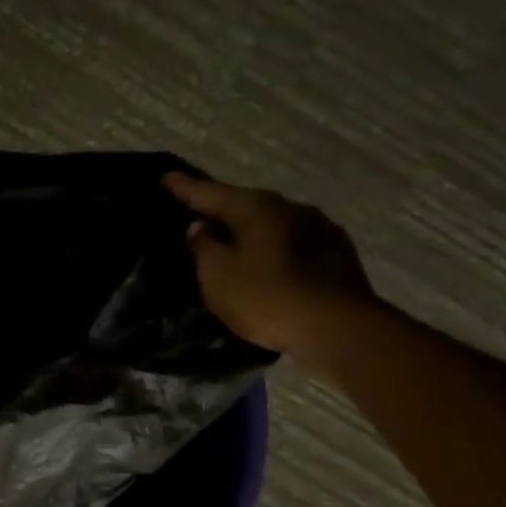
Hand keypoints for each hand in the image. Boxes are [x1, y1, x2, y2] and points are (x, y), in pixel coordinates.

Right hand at [163, 173, 375, 364]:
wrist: (338, 329)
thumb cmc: (267, 298)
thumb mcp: (218, 276)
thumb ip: (204, 247)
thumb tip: (201, 226)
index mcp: (258, 208)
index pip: (211, 193)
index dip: (186, 187)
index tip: (166, 177)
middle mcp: (291, 208)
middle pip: (246, 205)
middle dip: (222, 210)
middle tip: (198, 215)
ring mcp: (320, 229)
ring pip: (272, 225)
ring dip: (250, 231)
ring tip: (231, 244)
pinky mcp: (337, 255)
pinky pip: (292, 245)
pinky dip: (272, 250)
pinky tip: (266, 265)